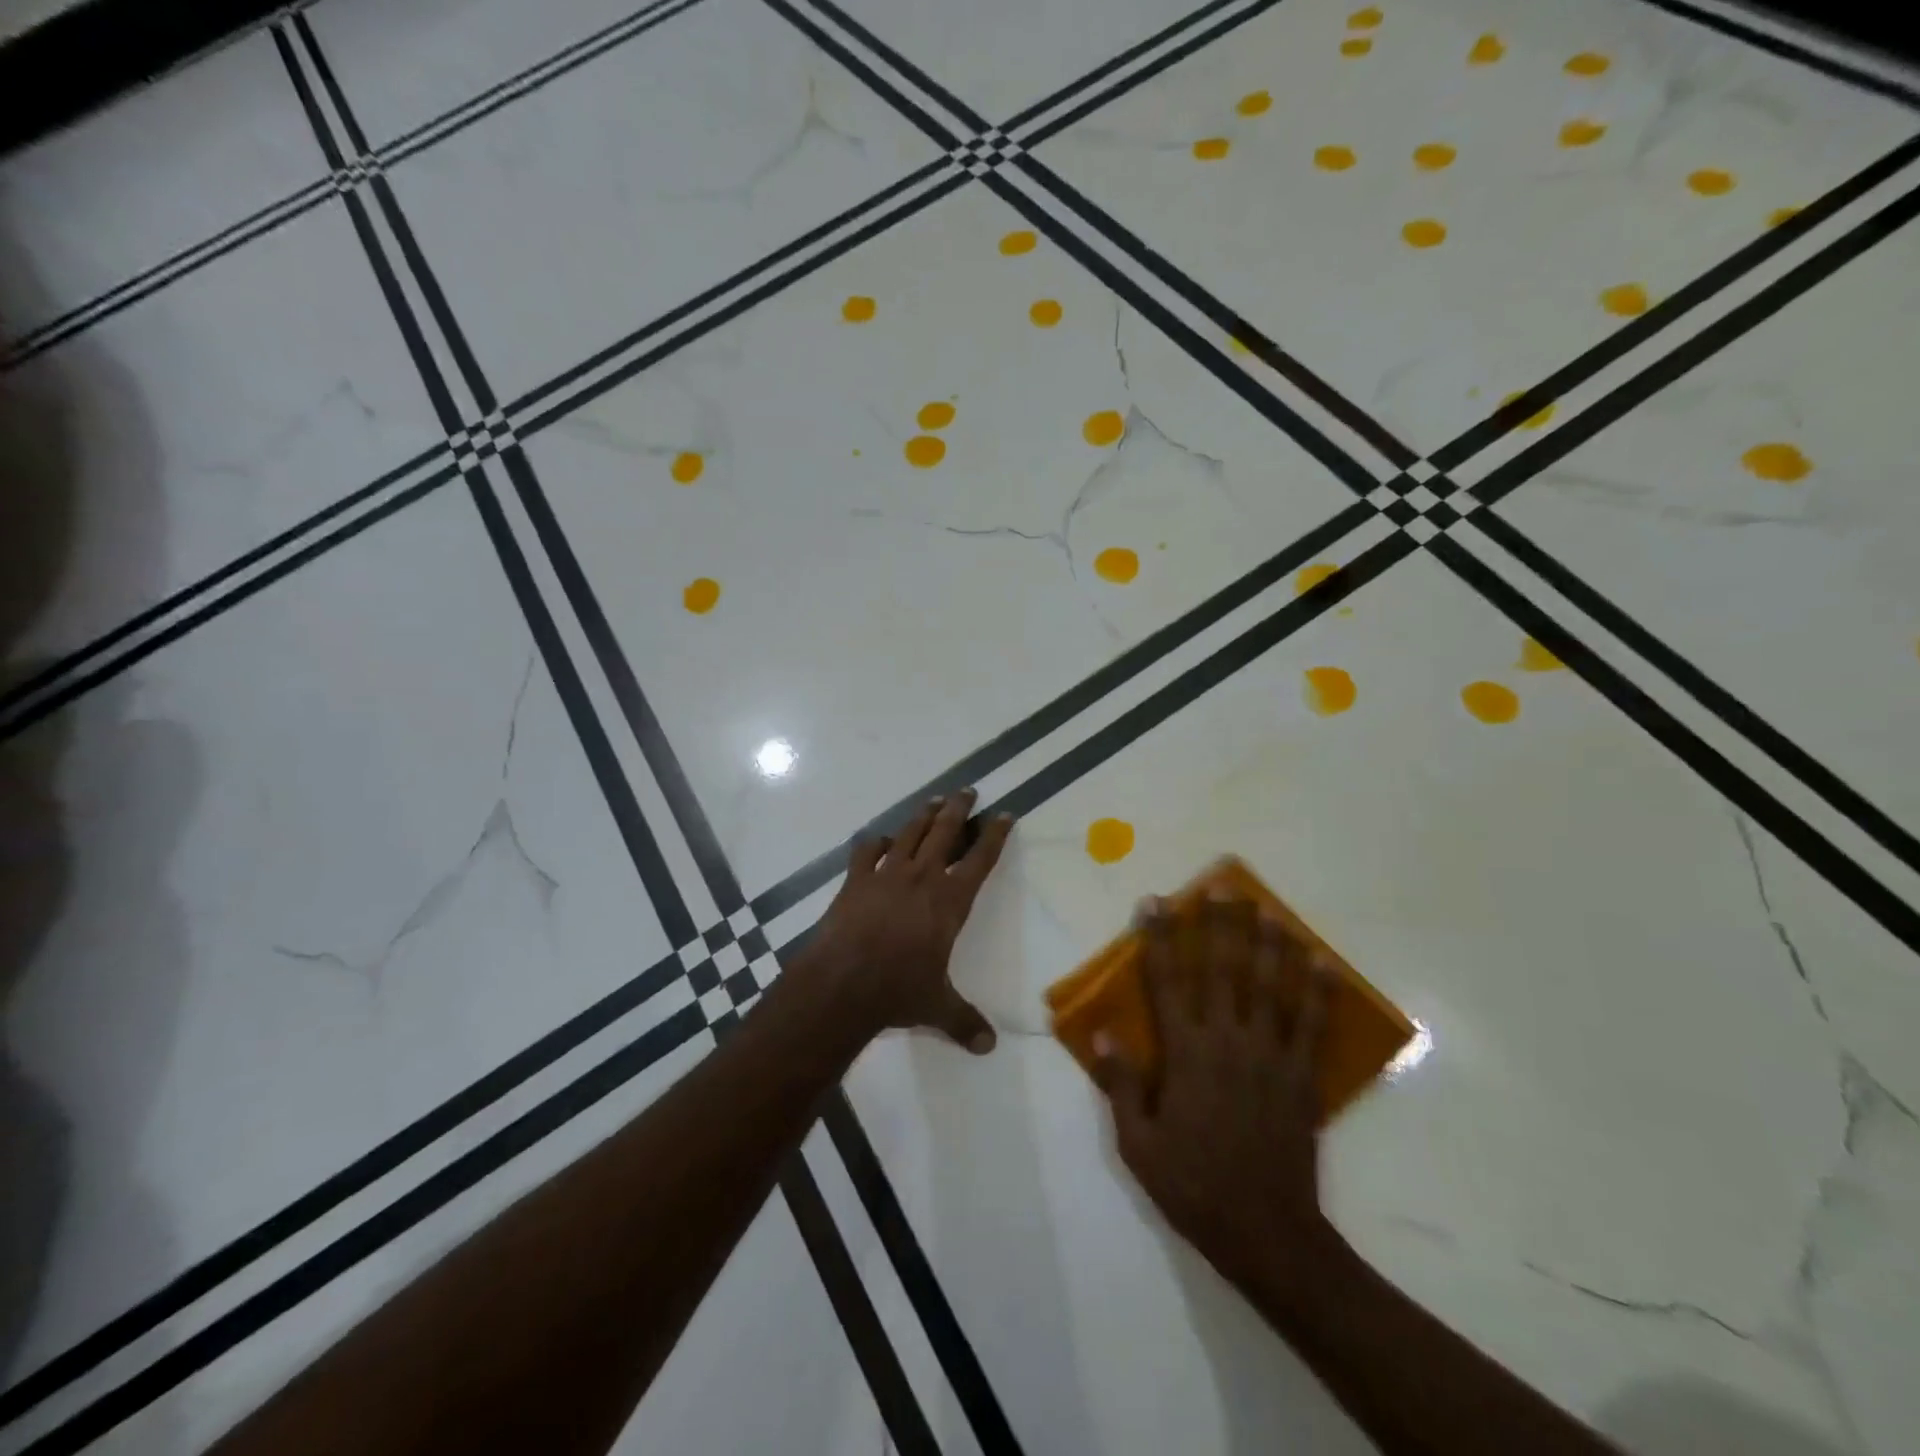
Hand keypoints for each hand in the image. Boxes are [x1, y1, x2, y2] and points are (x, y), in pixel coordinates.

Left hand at [805, 788, 1012, 1053]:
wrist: (843, 983)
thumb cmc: (898, 991)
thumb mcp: (937, 1007)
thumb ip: (964, 1022)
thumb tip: (988, 1047)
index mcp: (950, 901)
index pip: (981, 859)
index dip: (994, 834)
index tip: (1004, 814)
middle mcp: (922, 877)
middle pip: (946, 832)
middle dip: (959, 808)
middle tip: (968, 790)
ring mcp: (886, 874)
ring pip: (911, 833)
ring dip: (924, 815)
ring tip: (934, 801)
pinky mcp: (856, 880)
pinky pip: (868, 850)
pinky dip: (877, 841)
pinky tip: (881, 840)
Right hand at [1094, 895, 1341, 1299]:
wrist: (1268, 1234)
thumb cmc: (1193, 1186)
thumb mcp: (1138, 1145)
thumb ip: (1121, 1085)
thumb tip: (1103, 1033)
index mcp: (1186, 1054)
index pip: (1168, 982)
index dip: (1160, 939)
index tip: (1156, 903)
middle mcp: (1227, 1041)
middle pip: (1223, 970)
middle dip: (1219, 924)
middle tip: (1219, 886)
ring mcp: (1270, 1056)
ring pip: (1270, 987)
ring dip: (1268, 944)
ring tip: (1267, 909)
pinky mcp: (1301, 1077)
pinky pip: (1312, 1024)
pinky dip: (1318, 991)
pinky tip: (1322, 963)